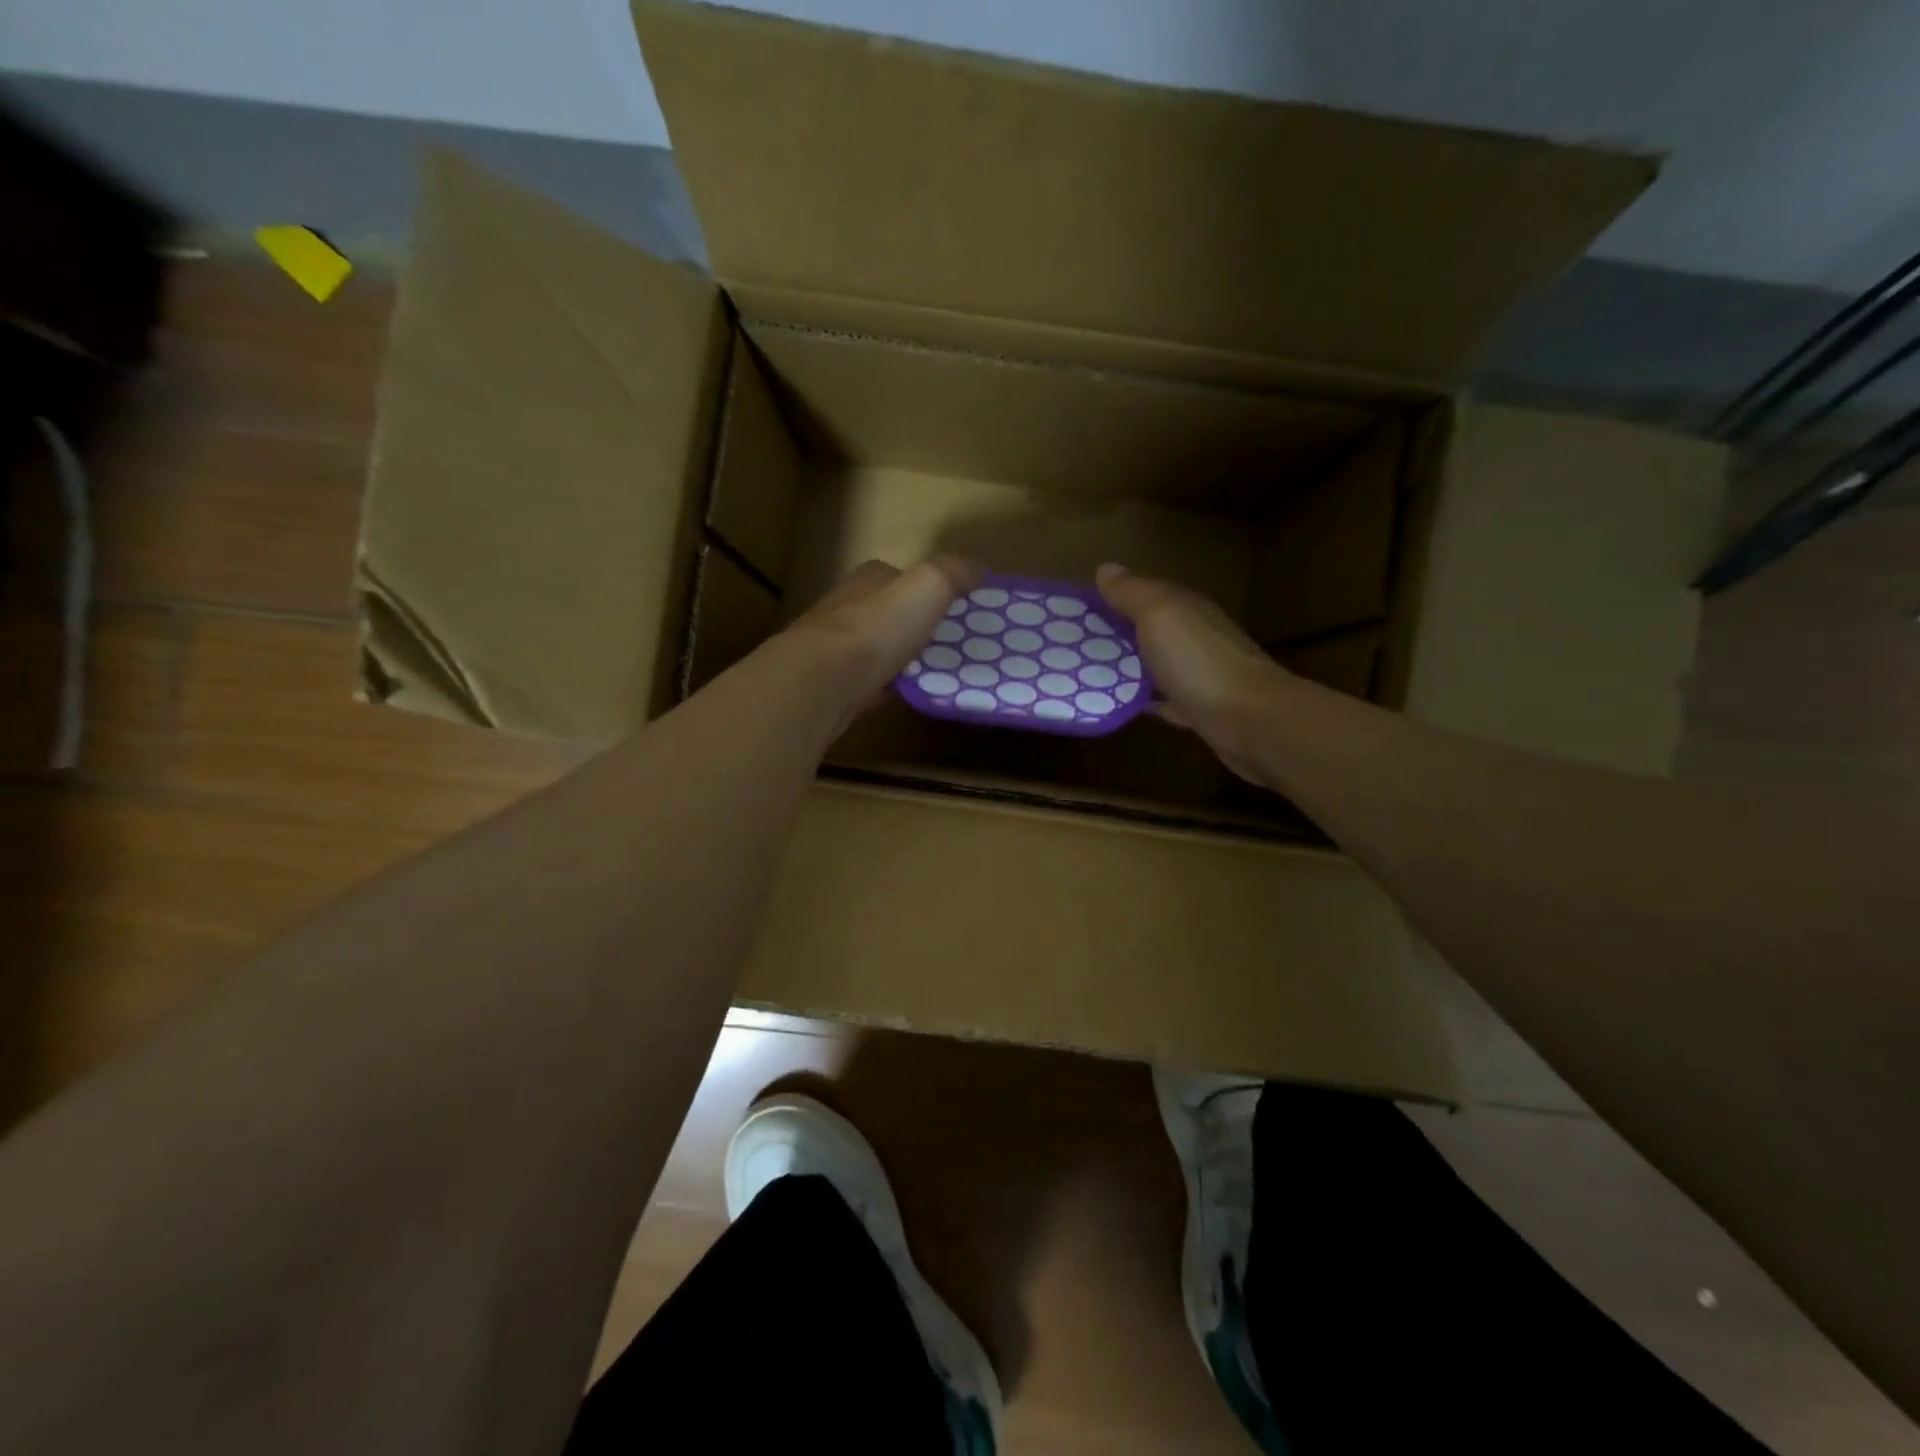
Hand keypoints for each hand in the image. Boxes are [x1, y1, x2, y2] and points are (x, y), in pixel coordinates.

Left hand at [779, 557, 979, 733]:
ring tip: (934, 671)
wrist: (822, 681)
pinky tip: (905, 695)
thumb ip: (954, 573)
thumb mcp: (928, 587)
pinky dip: (887, 685)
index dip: (929, 590)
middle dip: (915, 626)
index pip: (901, 577)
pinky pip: (869, 680)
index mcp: (869, 579)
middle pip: (889, 613)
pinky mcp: (831, 681)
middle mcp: (847, 606)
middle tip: (951, 645)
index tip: (955, 610)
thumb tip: (978, 567)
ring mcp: (835, 646)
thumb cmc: (877, 629)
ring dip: (900, 657)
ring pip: (877, 648)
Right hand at [1095, 562, 1289, 783]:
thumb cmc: (1199, 661)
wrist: (1249, 719)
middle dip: (1116, 632)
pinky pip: (1161, 698)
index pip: (1144, 593)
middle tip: (1072, 644)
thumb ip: (1132, 593)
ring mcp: (1196, 673)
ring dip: (1127, 665)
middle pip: (1148, 628)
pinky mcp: (1196, 708)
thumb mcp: (1159, 615)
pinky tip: (1119, 702)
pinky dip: (1142, 697)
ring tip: (1087, 673)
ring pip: (1154, 663)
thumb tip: (1105, 568)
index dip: (1112, 598)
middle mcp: (1193, 636)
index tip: (1074, 610)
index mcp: (1184, 608)